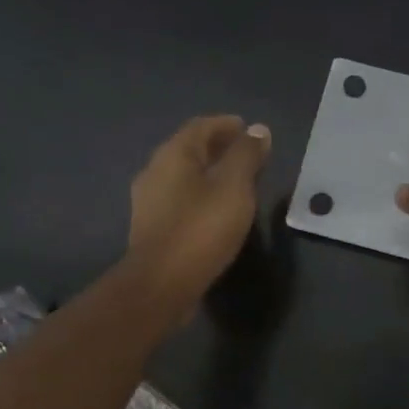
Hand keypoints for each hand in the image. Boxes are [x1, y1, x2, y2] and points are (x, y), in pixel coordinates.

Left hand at [127, 115, 271, 311]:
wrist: (162, 283)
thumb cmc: (201, 228)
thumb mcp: (234, 187)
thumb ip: (247, 155)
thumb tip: (258, 130)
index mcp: (173, 155)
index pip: (201, 126)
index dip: (227, 125)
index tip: (250, 130)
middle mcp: (155, 171)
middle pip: (190, 150)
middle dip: (220, 148)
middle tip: (248, 155)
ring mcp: (150, 201)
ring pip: (184, 176)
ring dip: (211, 173)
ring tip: (238, 183)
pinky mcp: (153, 228)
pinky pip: (181, 199)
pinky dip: (202, 195)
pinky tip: (218, 210)